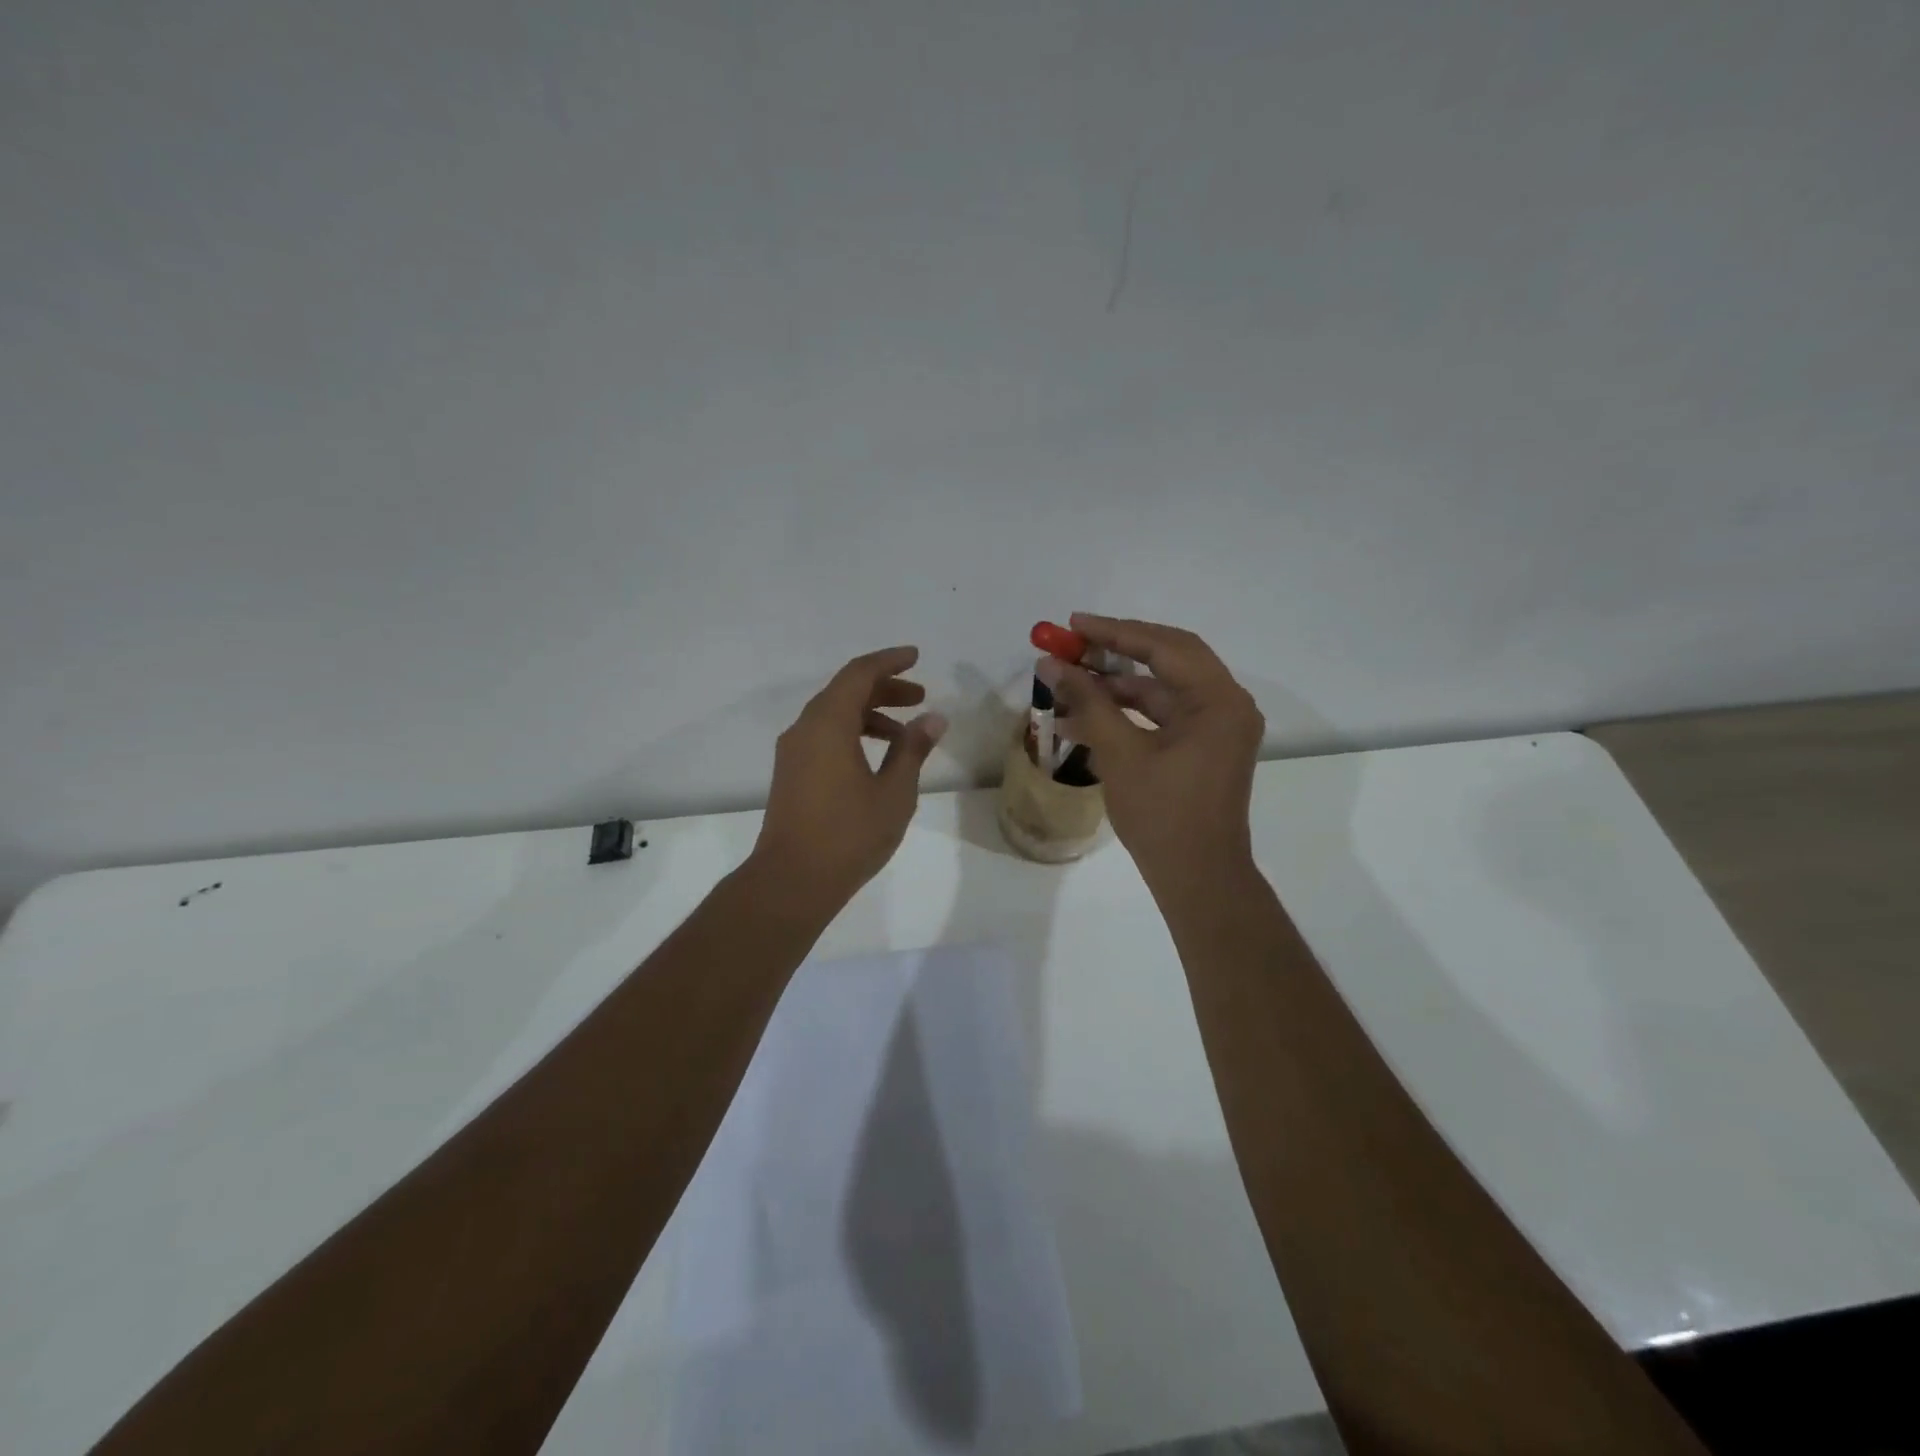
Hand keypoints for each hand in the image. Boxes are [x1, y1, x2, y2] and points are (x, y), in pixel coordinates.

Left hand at [750, 646, 947, 910]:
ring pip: (833, 715)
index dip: (889, 661)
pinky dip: (852, 734)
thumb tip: (933, 719)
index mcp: (828, 724)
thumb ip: (913, 749)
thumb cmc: (849, 834)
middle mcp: (805, 729)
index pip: (859, 674)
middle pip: (845, 691)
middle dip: (884, 689)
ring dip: (870, 714)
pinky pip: (824, 736)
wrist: (791, 881)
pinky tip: (876, 758)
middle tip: (920, 697)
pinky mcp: (791, 774)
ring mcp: (793, 752)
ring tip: (906, 733)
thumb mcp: (894, 792)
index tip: (916, 657)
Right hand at [1037, 615, 1263, 896]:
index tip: (1073, 624)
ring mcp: (1217, 727)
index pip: (1165, 647)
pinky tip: (1084, 718)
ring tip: (1068, 683)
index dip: (1115, 632)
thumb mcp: (1120, 753)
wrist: (1197, 878)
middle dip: (1116, 651)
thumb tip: (1050, 665)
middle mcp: (1226, 705)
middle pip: (1168, 659)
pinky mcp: (1203, 747)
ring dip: (1116, 686)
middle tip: (1072, 643)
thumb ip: (1087, 702)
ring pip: (1162, 689)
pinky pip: (1163, 716)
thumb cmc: (1163, 815)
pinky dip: (1127, 713)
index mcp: (1219, 700)